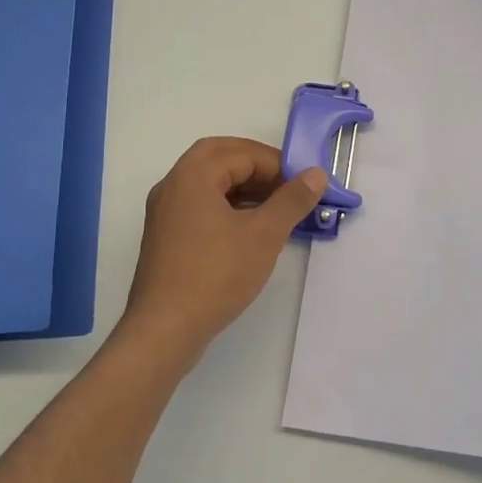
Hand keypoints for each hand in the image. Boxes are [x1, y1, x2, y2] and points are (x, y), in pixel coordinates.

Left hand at [119, 137, 327, 359]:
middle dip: (257, 167)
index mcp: (193, 175)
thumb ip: (292, 200)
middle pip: (220, 157)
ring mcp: (165, 211)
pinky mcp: (166, 236)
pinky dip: (227, 205)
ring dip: (243, 186)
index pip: (242, 152)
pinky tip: (250, 230)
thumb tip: (317, 174)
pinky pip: (200, 204)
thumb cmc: (216, 275)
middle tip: (287, 186)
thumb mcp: (264, 235)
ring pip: (209, 182)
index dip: (277, 164)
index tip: (304, 186)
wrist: (164, 330)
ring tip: (276, 208)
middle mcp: (173, 185)